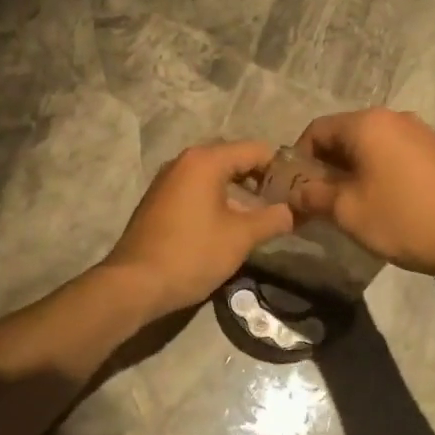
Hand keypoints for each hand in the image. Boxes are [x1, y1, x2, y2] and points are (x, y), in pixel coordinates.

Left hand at [101, 140, 295, 320]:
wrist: (135, 284)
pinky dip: (217, 199)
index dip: (281, 167)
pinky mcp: (158, 201)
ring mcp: (167, 180)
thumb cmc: (192, 254)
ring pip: (213, 175)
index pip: (255, 150)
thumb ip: (273, 219)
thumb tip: (294, 211)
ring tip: (261, 215)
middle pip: (233, 159)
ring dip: (239, 190)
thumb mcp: (241, 237)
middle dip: (260, 178)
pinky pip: (196, 189)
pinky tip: (229, 223)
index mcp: (205, 160)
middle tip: (284, 201)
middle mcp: (184, 161)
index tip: (299, 189)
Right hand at [286, 108, 434, 280]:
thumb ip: (312, 196)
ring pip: (371, 147)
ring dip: (353, 172)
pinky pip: (395, 156)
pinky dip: (380, 173)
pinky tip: (386, 204)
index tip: (295, 192)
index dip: (298, 160)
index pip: (316, 130)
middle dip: (326, 167)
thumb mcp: (347, 211)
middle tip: (320, 203)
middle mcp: (394, 118)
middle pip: (344, 136)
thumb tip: (293, 193)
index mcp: (367, 124)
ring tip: (352, 206)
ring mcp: (421, 133)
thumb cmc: (404, 219)